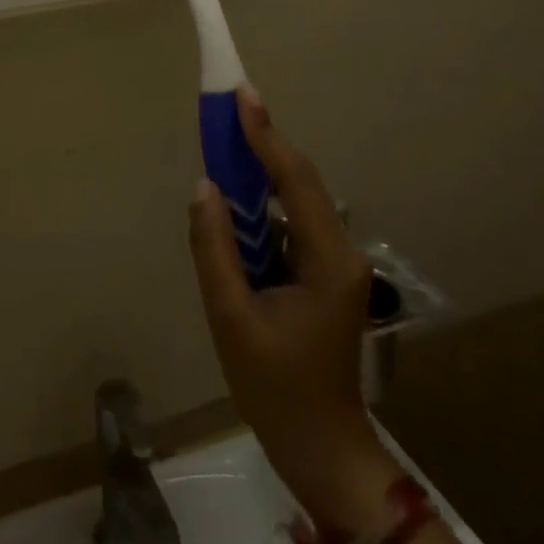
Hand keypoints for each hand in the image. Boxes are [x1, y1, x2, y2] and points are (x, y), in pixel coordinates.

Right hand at [189, 87, 403, 536]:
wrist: (321, 449)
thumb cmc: (276, 390)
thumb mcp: (231, 319)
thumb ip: (214, 248)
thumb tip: (204, 187)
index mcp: (328, 260)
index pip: (295, 180)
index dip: (266, 134)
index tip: (242, 95)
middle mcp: (339, 251)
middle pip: (299, 182)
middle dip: (262, 143)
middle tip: (227, 107)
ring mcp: (334, 262)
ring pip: (295, 200)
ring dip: (260, 173)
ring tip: (225, 144)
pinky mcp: (321, 273)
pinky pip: (289, 223)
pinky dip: (262, 206)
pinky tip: (237, 202)